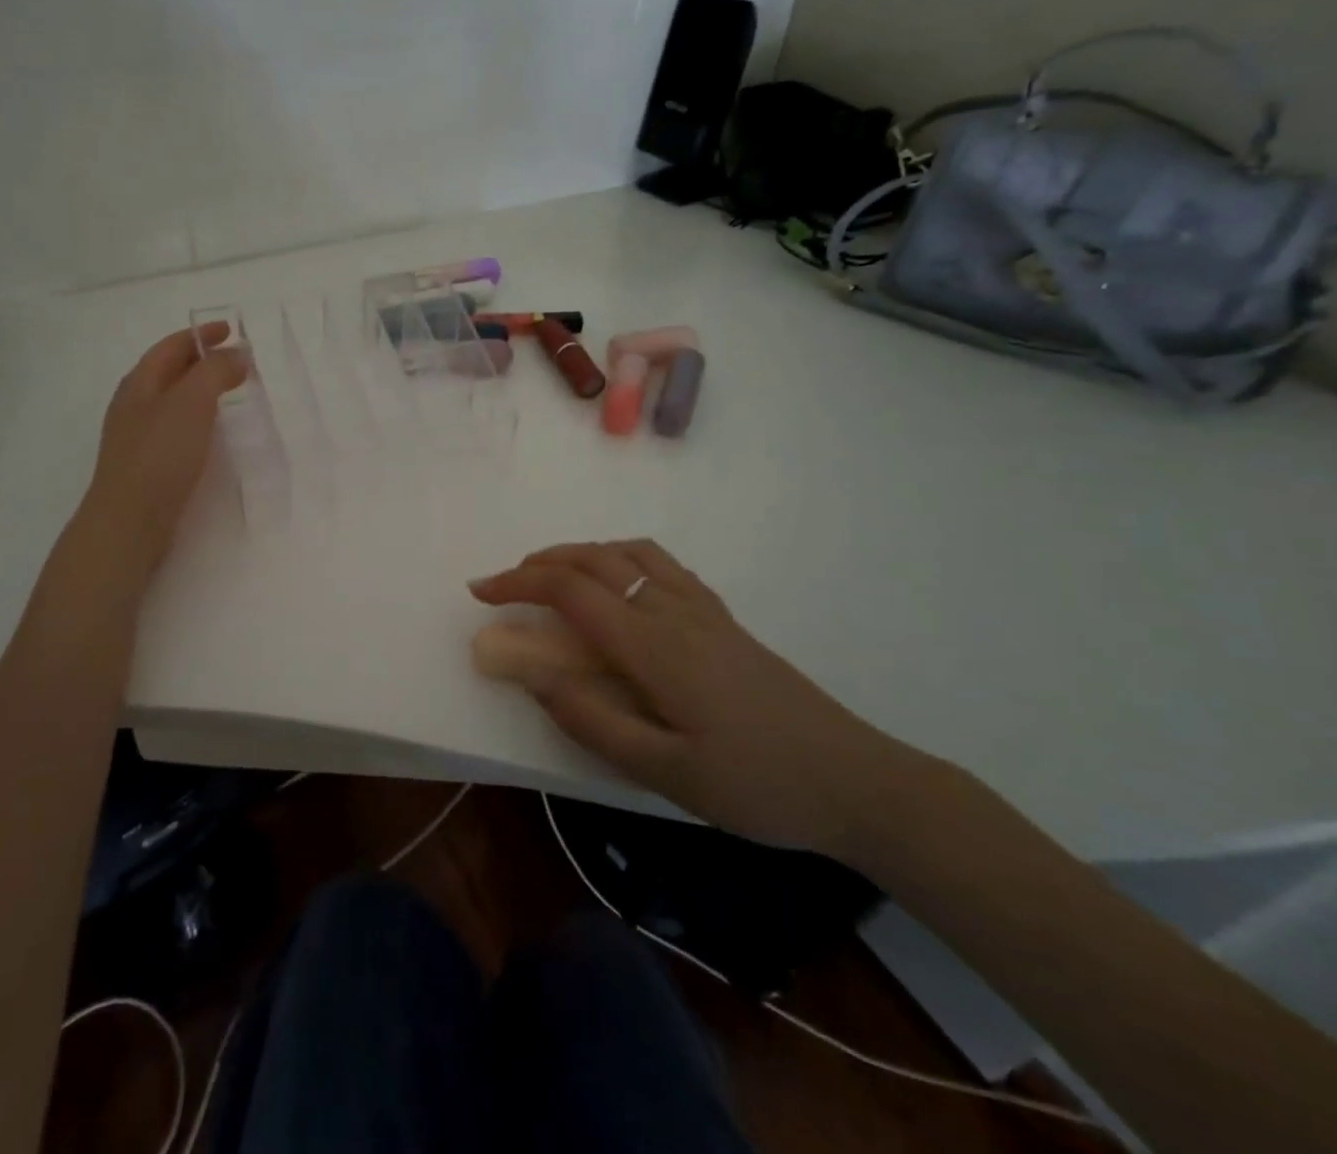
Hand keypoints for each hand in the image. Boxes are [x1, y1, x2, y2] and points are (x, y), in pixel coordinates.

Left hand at [79, 325, 247, 573]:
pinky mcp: (148, 465)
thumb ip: (215, 373)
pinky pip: (176, 428)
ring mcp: (138, 437)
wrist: (129, 522)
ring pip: (173, 401)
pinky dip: (197, 419)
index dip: (200, 335)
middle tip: (237, 361)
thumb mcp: (191, 403)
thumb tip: (236, 355)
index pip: (171, 347)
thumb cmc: (159, 455)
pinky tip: (211, 433)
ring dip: (201, 391)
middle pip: (169, 372)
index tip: (230, 330)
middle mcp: (134, 405)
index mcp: (139, 384)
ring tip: (230, 393)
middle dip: (202, 361)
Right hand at [469, 540, 924, 856]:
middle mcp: (672, 610)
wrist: (856, 780)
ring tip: (552, 576)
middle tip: (504, 583)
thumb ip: (594, 722)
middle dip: (539, 562)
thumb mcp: (666, 773)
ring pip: (628, 552)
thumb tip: (535, 678)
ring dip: (579, 552)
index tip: (480, 593)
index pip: (570, 591)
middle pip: (594, 559)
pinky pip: (660, 563)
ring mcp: (702, 608)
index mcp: (652, 645)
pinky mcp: (722, 617)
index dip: (518, 584)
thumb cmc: (756, 784)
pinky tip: (618, 585)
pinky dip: (620, 556)